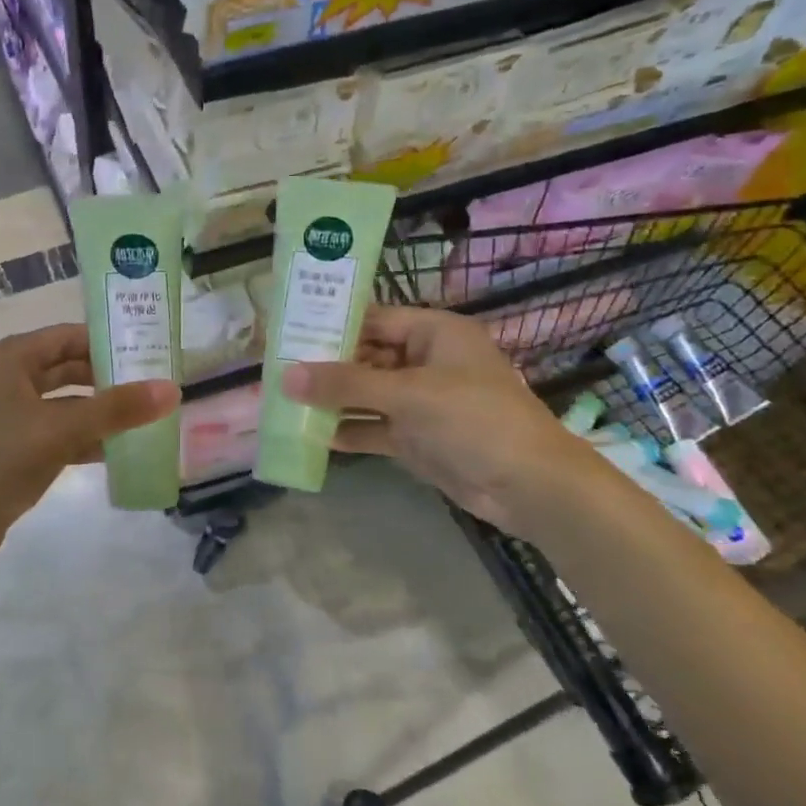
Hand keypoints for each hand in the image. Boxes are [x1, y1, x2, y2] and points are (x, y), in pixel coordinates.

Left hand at [0, 323, 180, 569]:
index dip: (109, 341)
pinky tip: (117, 450)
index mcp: (9, 359)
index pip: (68, 336)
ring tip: (146, 418)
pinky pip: (56, 431)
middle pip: (67, 367)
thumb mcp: (59, 431)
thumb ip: (115, 409)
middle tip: (155, 385)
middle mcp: (6, 378)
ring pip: (64, 402)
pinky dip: (83, 437)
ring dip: (99, 410)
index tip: (151, 352)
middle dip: (108, 377)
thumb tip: (171, 389)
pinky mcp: (12, 446)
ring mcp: (7, 414)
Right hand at [282, 305, 605, 537]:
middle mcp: (424, 362)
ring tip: (283, 402)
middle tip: (276, 370)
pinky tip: (311, 436)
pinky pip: (373, 427)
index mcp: (433, 333)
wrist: (529, 486)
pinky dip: (347, 430)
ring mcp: (420, 402)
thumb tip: (286, 375)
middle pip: (365, 357)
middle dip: (324, 367)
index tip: (287, 331)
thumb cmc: (474, 420)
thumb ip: (346, 383)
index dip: (331, 324)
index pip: (373, 319)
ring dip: (330, 400)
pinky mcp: (416, 437)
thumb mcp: (408, 395)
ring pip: (365, 394)